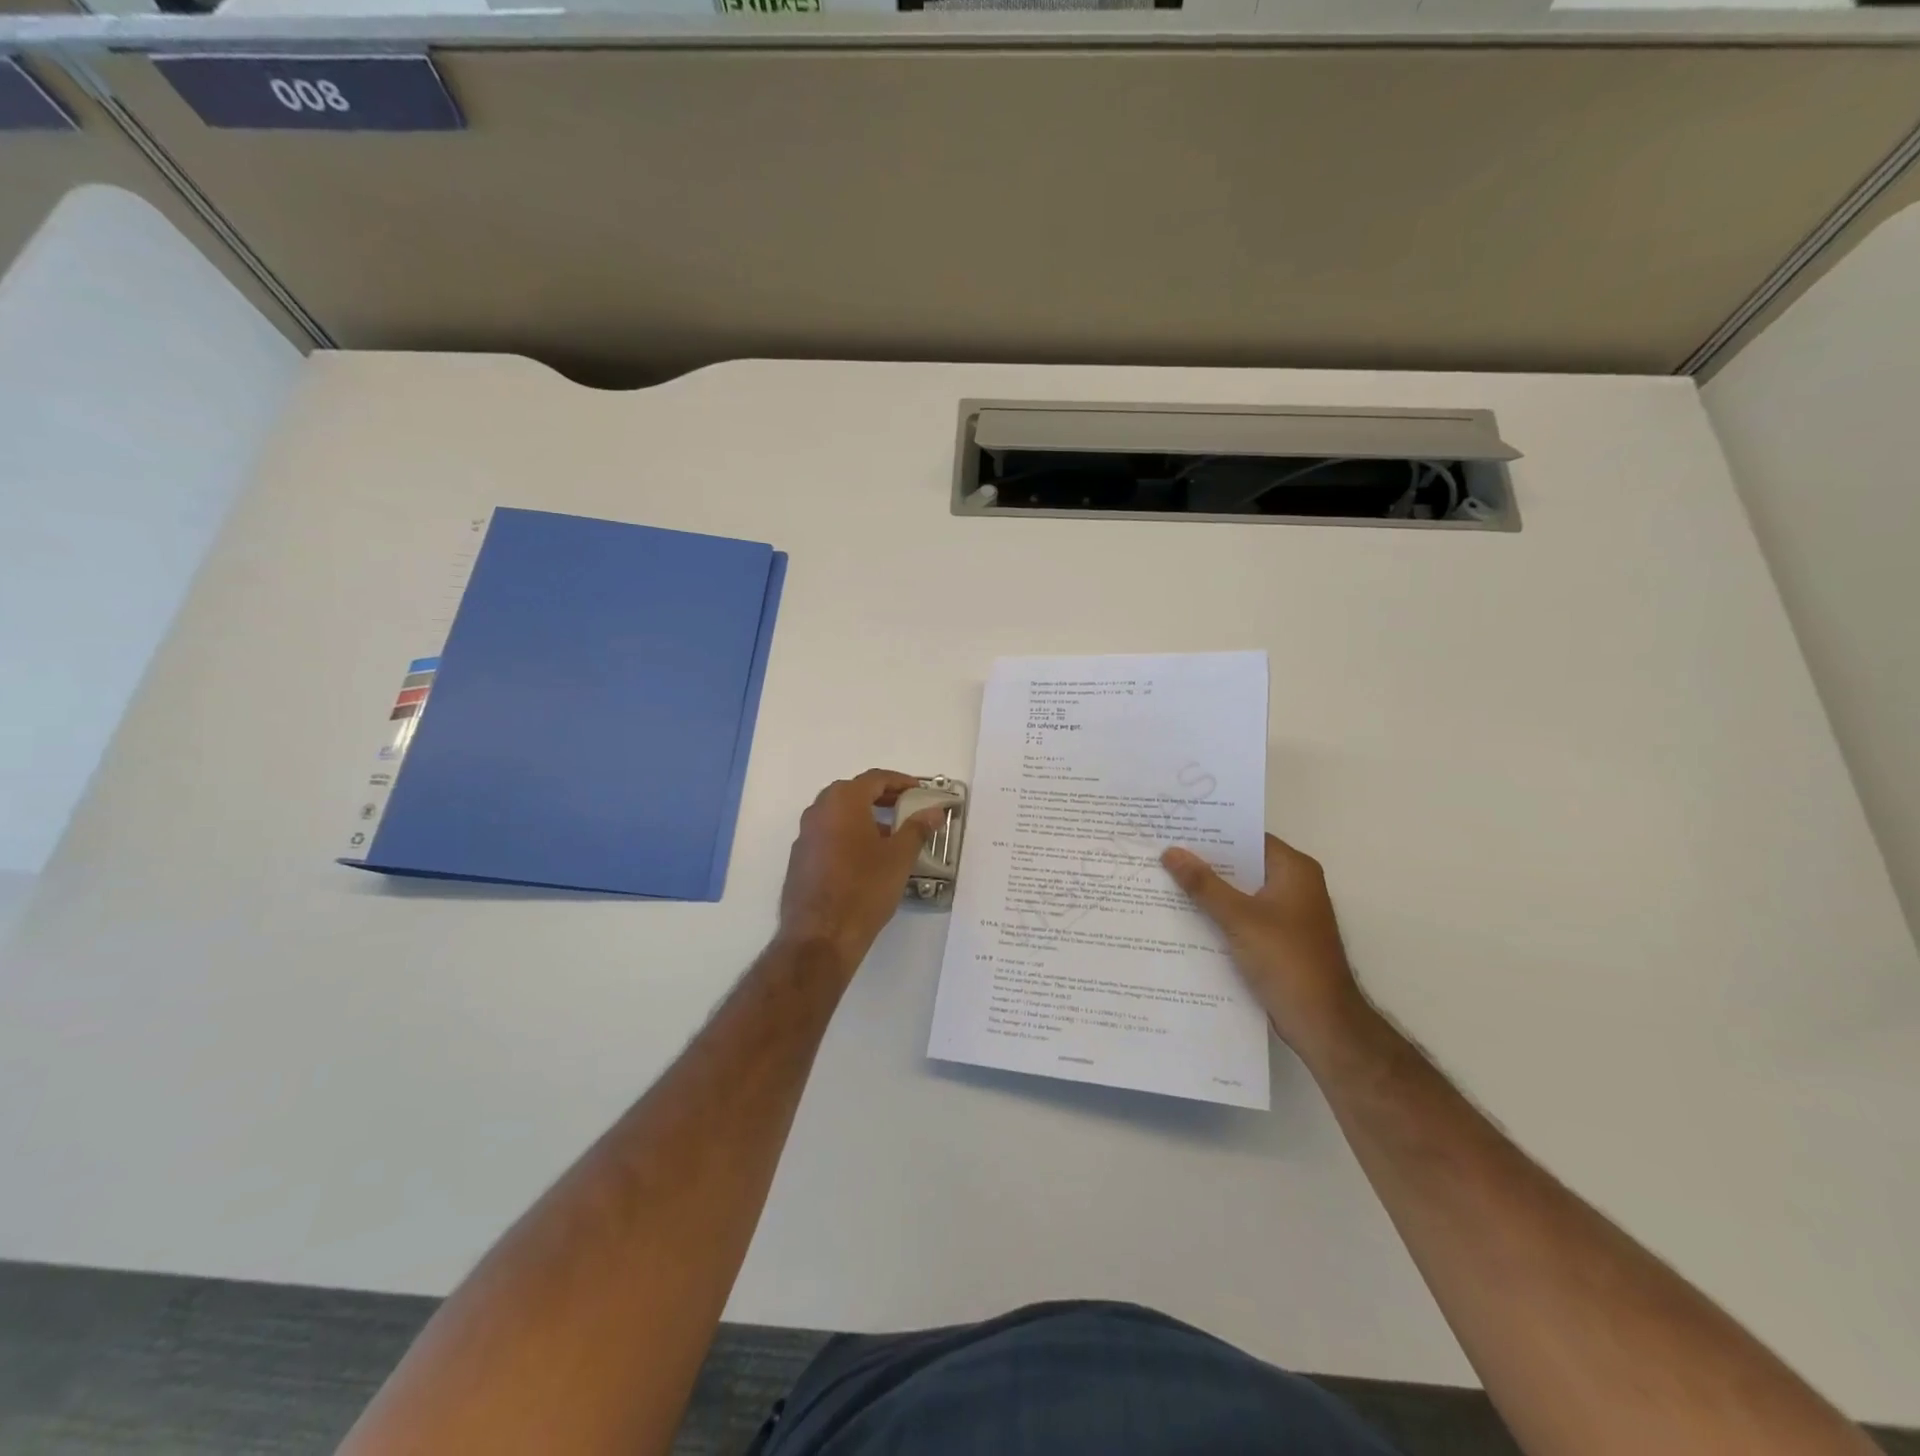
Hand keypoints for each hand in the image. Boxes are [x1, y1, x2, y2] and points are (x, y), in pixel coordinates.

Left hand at [777, 770, 944, 973]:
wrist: (821, 936)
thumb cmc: (864, 888)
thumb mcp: (899, 857)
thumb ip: (917, 829)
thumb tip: (934, 812)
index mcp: (843, 801)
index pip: (875, 778)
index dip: (900, 782)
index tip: (919, 791)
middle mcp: (818, 811)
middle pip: (853, 792)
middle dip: (881, 797)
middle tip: (905, 807)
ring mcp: (804, 835)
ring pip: (838, 814)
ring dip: (863, 817)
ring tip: (889, 835)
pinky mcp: (799, 859)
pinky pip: (827, 835)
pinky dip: (847, 835)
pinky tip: (864, 858)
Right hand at [1162, 835, 1369, 1059]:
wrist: (1322, 1023)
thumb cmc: (1287, 960)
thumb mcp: (1239, 918)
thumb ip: (1203, 884)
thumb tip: (1170, 852)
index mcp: (1294, 870)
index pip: (1248, 837)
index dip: (1212, 832)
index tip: (1175, 827)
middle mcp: (1293, 885)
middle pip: (1242, 864)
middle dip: (1204, 861)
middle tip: (1161, 851)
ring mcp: (1285, 914)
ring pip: (1239, 892)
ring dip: (1208, 890)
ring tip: (1163, 878)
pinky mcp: (1276, 939)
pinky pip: (1241, 916)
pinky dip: (1217, 914)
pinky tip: (1183, 915)